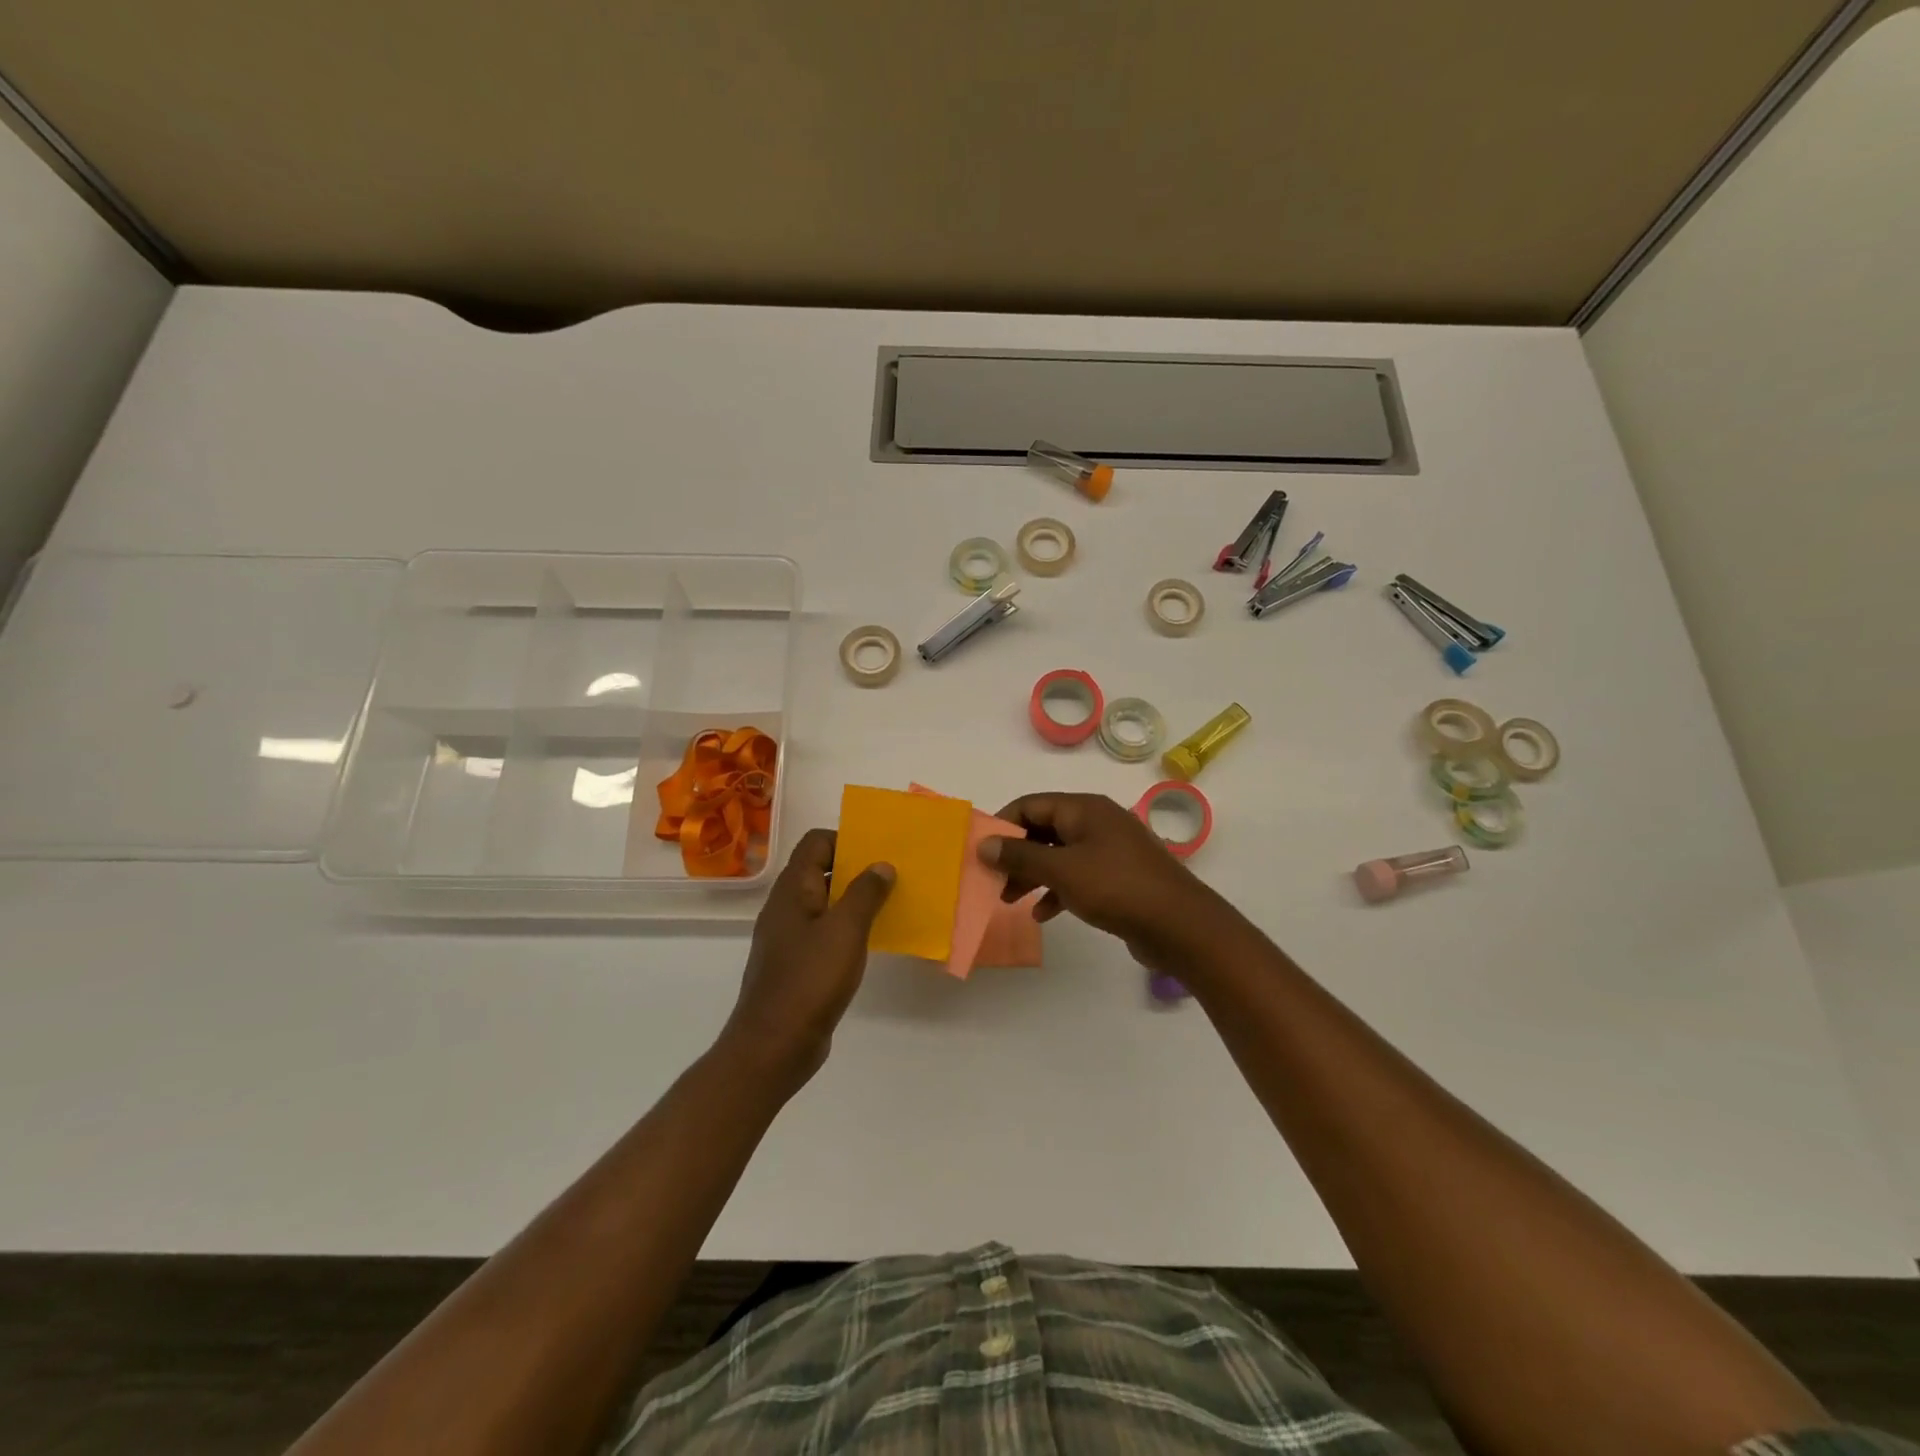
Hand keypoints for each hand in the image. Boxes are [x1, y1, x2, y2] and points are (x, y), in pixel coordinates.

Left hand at [721, 828, 894, 1093]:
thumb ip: (865, 893)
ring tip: (890, 905)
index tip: (878, 851)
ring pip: (824, 903)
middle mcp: (786, 907)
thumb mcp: (845, 930)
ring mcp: (788, 938)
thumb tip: (881, 865)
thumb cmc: (809, 980)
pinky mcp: (796, 965)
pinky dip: (847, 929)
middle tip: (893, 875)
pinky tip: (870, 941)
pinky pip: (824, 932)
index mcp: (792, 890)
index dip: (846, 839)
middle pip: (820, 871)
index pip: (815, 843)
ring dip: (854, 900)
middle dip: (856, 869)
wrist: (774, 1046)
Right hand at [980, 792, 1222, 970]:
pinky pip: (1078, 876)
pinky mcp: (1119, 877)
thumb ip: (1020, 856)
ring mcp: (1111, 850)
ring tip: (1010, 900)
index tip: (981, 850)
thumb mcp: (1061, 870)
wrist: (1180, 925)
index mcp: (1084, 809)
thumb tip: (984, 843)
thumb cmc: (1116, 887)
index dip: (1003, 824)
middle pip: (1044, 830)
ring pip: (1060, 855)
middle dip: (1016, 854)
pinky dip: (1057, 890)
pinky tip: (1043, 915)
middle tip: (992, 879)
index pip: (1032, 804)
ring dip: (1033, 875)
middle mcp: (1097, 822)